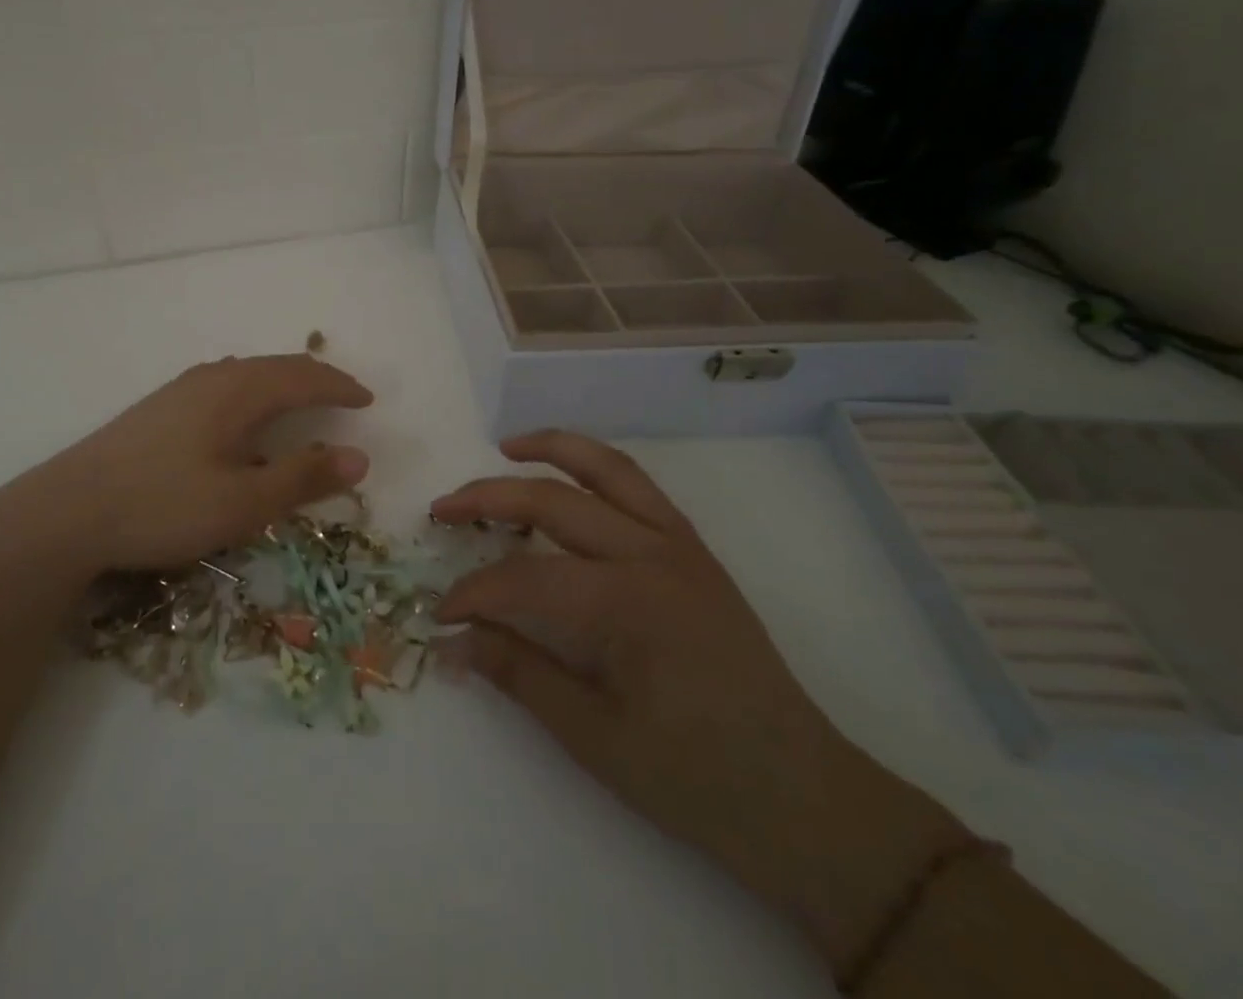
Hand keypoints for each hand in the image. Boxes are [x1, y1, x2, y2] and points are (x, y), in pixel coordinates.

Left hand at [0, 354, 373, 573]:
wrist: (68, 511)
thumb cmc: (163, 505)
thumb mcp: (243, 503)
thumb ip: (302, 478)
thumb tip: (359, 458)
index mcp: (239, 391)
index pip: (304, 376)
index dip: (340, 386)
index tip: (368, 400)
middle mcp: (213, 377)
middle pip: (277, 366)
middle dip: (316, 378)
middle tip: (344, 396)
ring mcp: (181, 389)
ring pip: (247, 373)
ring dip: (283, 383)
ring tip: (302, 401)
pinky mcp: (160, 407)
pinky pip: (224, 384)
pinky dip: (254, 393)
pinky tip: (242, 418)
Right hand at [431, 430, 968, 978]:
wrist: (803, 797)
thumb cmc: (696, 778)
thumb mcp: (594, 737)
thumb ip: (518, 672)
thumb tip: (450, 641)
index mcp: (628, 604)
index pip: (524, 577)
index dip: (472, 593)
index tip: (439, 614)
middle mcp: (653, 554)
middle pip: (554, 501)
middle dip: (488, 498)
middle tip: (441, 510)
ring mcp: (679, 544)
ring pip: (606, 468)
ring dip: (551, 450)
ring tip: (505, 446)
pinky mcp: (694, 550)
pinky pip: (638, 487)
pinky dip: (595, 468)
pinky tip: (568, 478)